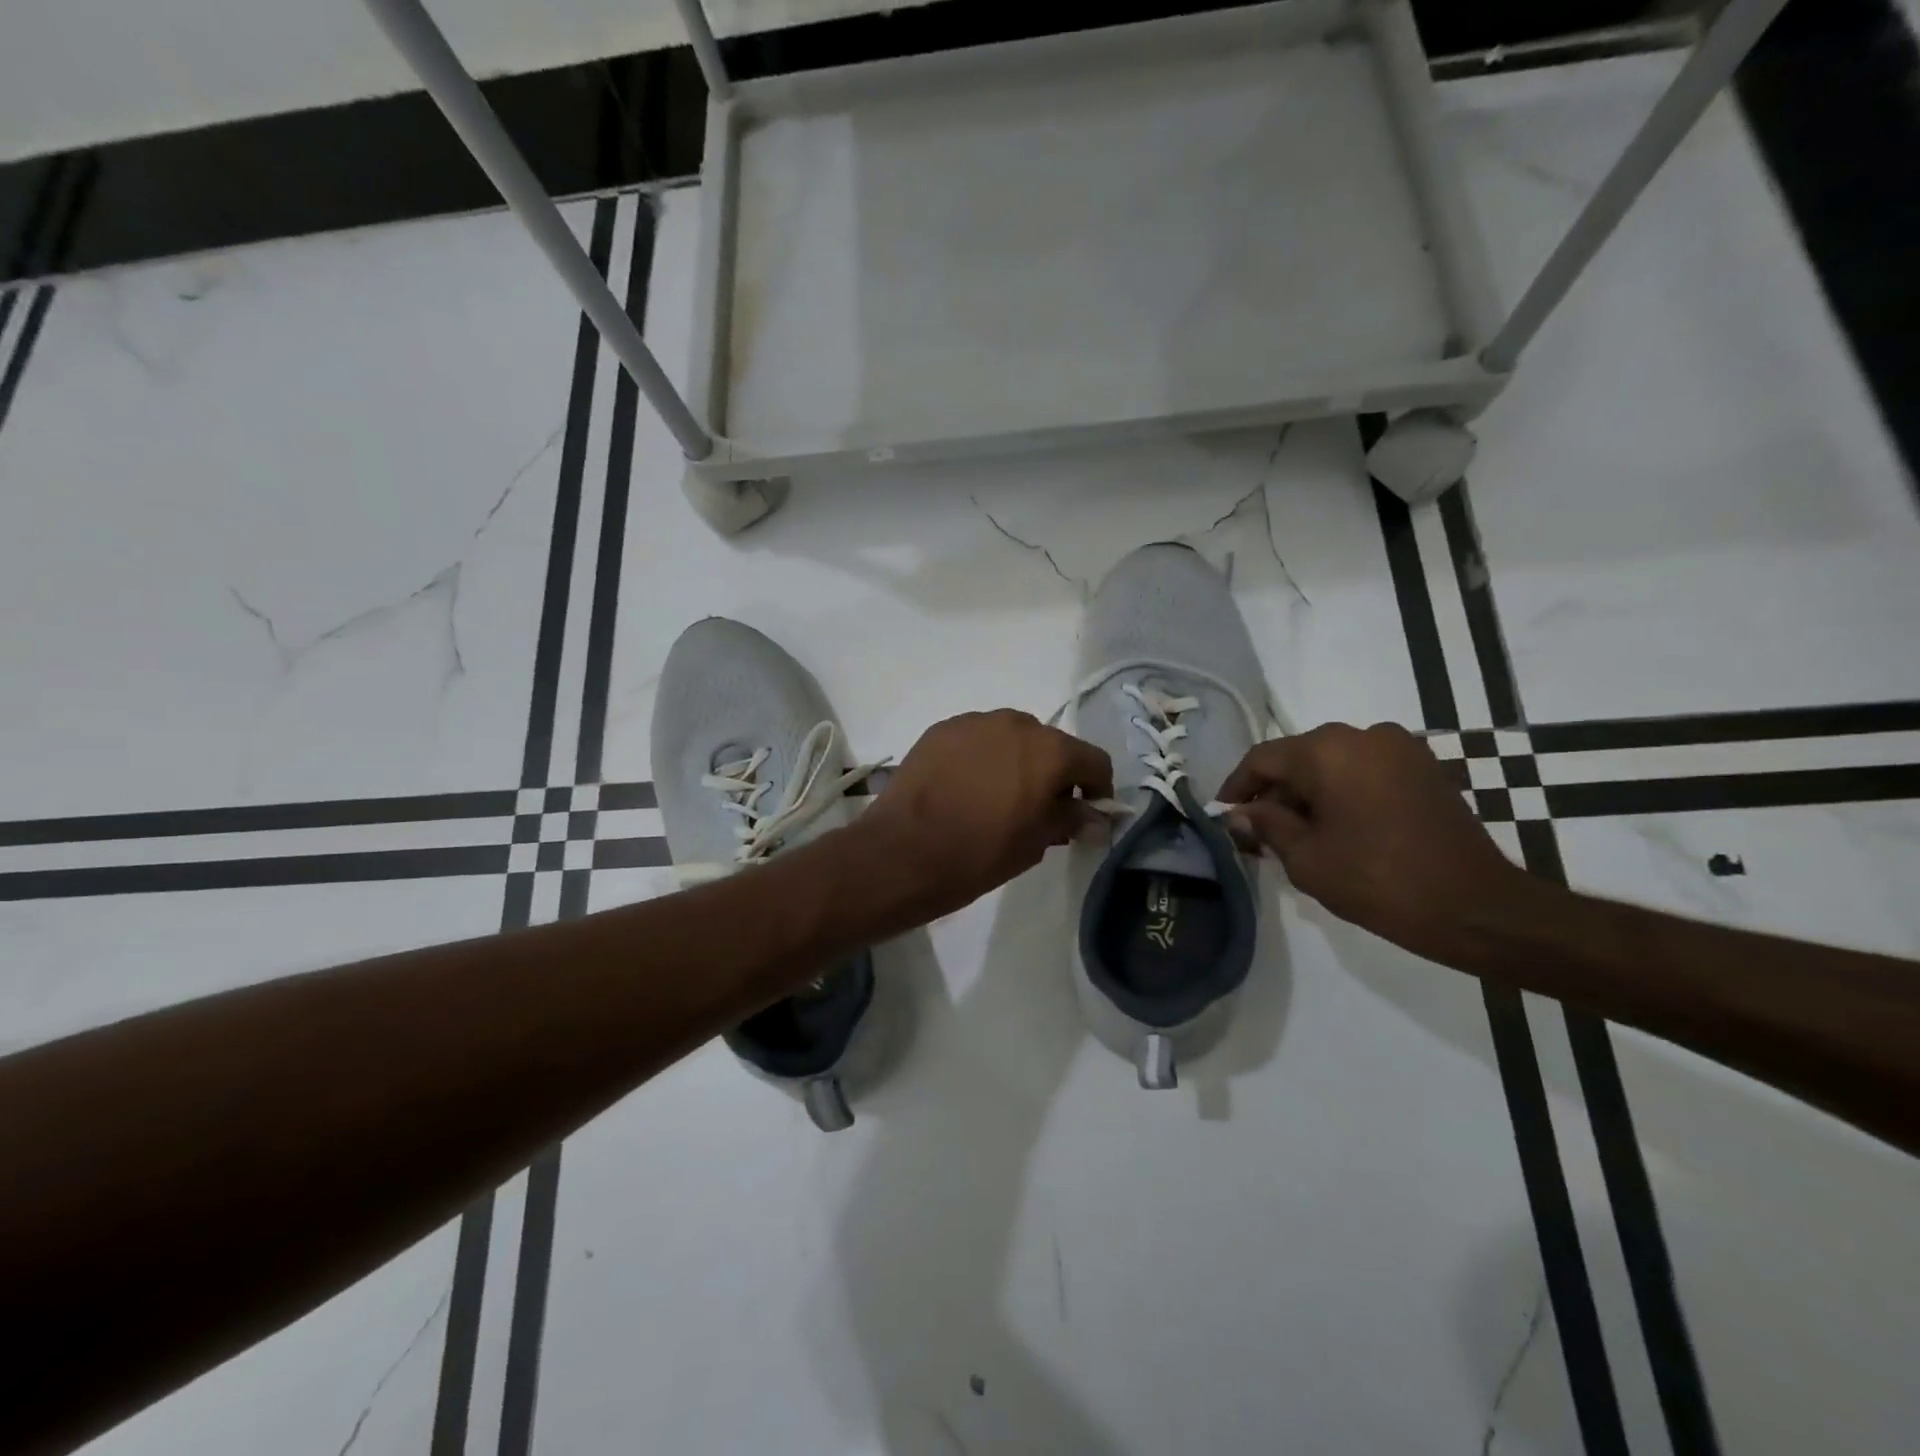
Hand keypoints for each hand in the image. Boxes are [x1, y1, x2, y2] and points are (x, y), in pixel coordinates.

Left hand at [860, 710, 1112, 922]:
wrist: (904, 851)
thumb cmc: (980, 852)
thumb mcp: (1036, 843)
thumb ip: (1071, 820)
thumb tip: (1098, 819)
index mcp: (1050, 750)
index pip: (1094, 760)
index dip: (1098, 788)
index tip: (1088, 813)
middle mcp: (1016, 723)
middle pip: (1051, 744)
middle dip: (1053, 773)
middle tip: (1039, 809)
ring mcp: (975, 722)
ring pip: (1011, 738)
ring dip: (1016, 761)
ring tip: (998, 796)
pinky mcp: (941, 729)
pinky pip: (977, 739)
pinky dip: (982, 757)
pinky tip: (966, 787)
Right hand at [1218, 722, 1528, 961]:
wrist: (1477, 908)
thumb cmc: (1379, 881)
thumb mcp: (1306, 858)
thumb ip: (1266, 825)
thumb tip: (1240, 812)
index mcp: (1328, 750)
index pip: (1263, 759)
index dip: (1236, 787)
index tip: (1223, 815)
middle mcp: (1363, 734)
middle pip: (1299, 757)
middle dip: (1274, 792)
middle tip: (1258, 831)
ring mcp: (1400, 747)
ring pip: (1333, 763)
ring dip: (1309, 793)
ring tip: (1298, 833)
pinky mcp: (1425, 767)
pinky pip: (1365, 770)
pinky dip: (1343, 791)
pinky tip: (1338, 827)